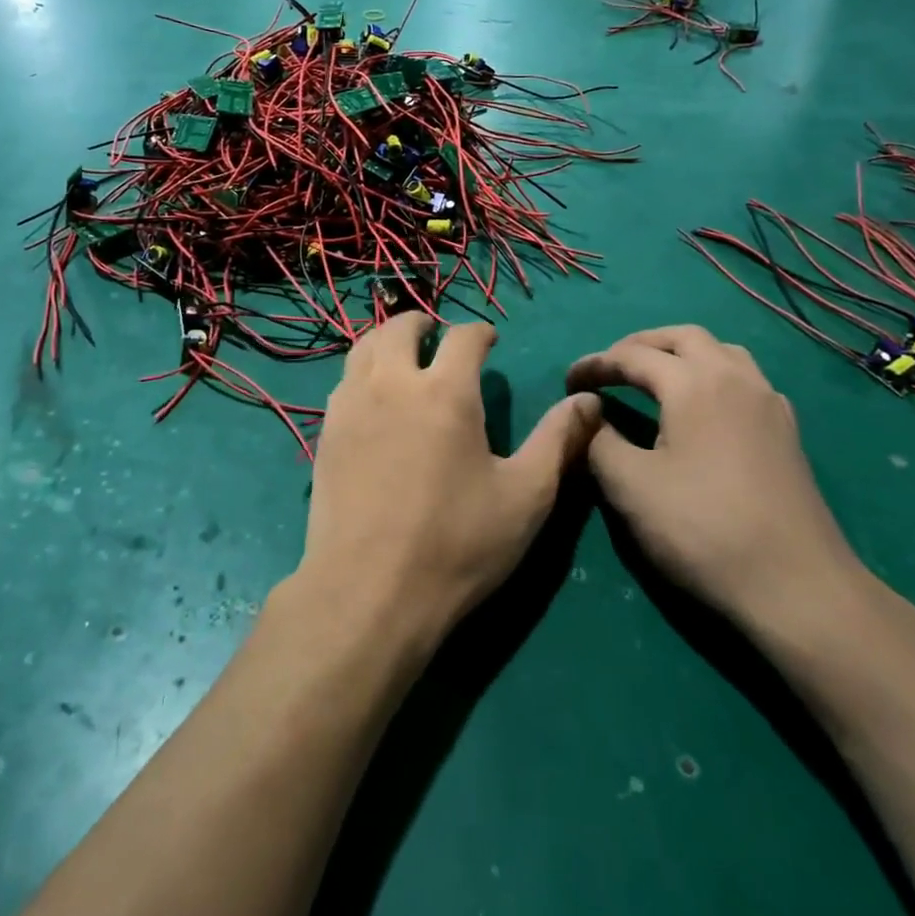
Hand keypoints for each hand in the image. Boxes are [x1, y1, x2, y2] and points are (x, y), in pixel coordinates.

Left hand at [297, 316, 600, 652]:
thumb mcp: (526, 496)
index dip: (480, 332)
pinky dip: (362, 371)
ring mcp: (351, 407)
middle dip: (423, 323)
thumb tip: (589, 399)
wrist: (368, 592)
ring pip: (363, 348)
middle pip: (399, 327)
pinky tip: (373, 398)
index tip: (489, 341)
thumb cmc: (457, 545)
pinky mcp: (325, 434)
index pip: (463, 336)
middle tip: (437, 337)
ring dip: (387, 340)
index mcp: (445, 392)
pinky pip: (343, 382)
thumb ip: (559, 441)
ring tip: (403, 356)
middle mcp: (392, 384)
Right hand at [566, 326, 867, 638]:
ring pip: (721, 352)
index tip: (567, 382)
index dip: (595, 364)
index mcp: (695, 383)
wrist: (797, 586)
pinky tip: (701, 410)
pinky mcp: (787, 430)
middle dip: (640, 345)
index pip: (632, 356)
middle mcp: (736, 378)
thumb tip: (591, 416)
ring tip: (654, 379)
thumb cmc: (702, 529)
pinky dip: (711, 376)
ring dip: (681, 354)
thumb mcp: (630, 486)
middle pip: (683, 337)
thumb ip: (599, 441)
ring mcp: (769, 402)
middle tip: (610, 369)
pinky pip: (744, 379)